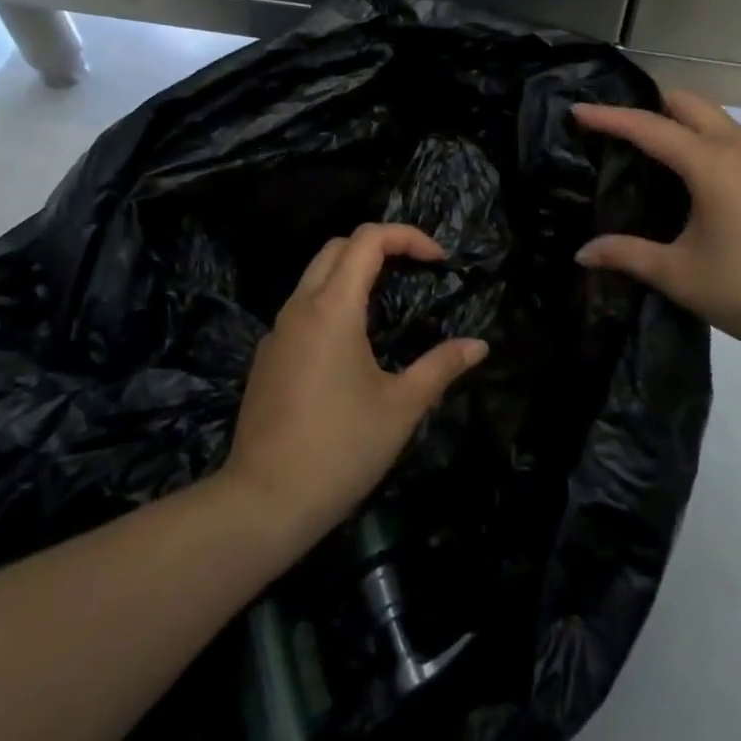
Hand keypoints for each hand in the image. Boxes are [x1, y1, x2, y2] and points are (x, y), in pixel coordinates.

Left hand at [223, 223, 488, 544]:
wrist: (261, 503)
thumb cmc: (339, 449)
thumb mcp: (401, 407)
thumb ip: (441, 367)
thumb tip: (479, 345)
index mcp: (333, 307)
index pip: (368, 239)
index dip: (407, 236)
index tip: (437, 260)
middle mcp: (300, 306)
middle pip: (338, 246)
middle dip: (379, 246)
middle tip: (413, 270)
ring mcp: (277, 331)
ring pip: (315, 275)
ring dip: (352, 272)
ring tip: (387, 303)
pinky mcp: (267, 356)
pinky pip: (301, 308)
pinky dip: (330, 302)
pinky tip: (349, 346)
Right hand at [571, 91, 740, 373]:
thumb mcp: (680, 275)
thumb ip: (628, 255)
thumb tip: (582, 254)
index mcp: (711, 164)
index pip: (649, 127)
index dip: (610, 118)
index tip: (577, 111)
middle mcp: (739, 148)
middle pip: (688, 103)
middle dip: (649, 106)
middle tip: (616, 130)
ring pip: (714, 118)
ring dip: (679, 121)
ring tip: (648, 150)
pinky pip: (731, 138)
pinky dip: (702, 139)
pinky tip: (691, 176)